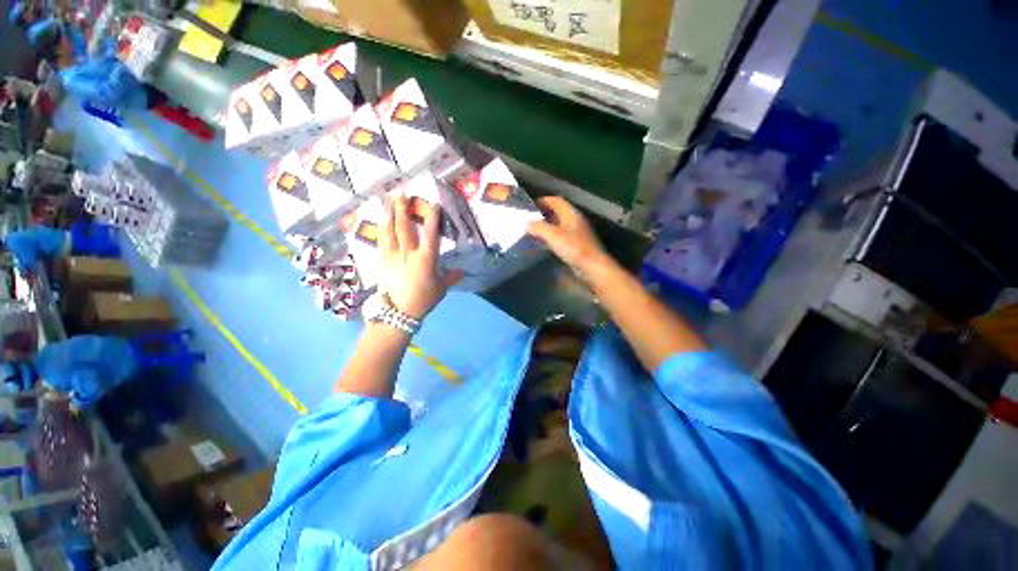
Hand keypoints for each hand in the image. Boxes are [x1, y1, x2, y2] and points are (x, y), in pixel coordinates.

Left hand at [379, 196, 462, 319]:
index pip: (430, 234)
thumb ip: (451, 277)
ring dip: (388, 215)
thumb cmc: (423, 300)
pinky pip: (381, 243)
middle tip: (400, 193)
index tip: (432, 204)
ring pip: (389, 232)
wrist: (398, 313)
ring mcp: (393, 257)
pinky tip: (380, 223)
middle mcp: (408, 254)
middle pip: (404, 228)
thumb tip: (461, 271)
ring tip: (387, 201)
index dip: (432, 218)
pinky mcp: (382, 262)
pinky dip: (381, 231)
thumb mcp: (440, 289)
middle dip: (402, 209)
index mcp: (426, 259)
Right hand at [527, 197, 609, 276]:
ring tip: (535, 230)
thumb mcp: (552, 235)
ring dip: (548, 225)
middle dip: (545, 213)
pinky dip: (553, 236)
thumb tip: (527, 222)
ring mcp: (578, 233)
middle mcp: (575, 220)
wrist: (592, 266)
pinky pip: (562, 235)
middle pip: (559, 212)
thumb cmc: (573, 247)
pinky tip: (546, 243)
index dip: (544, 200)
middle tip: (531, 218)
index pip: (557, 201)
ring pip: (560, 224)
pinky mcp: (578, 244)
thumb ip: (539, 227)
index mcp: (571, 214)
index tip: (531, 205)